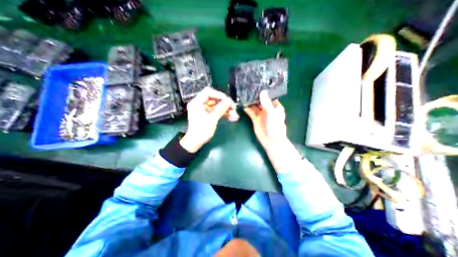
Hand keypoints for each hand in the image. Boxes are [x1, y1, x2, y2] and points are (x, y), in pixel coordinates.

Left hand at [179, 87, 237, 152]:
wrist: (196, 142)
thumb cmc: (202, 131)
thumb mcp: (212, 119)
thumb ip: (221, 108)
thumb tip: (230, 100)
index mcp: (197, 102)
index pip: (208, 92)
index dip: (219, 95)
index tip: (228, 101)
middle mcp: (200, 104)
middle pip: (214, 99)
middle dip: (225, 104)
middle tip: (234, 109)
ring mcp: (204, 109)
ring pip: (217, 106)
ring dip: (226, 110)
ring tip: (235, 116)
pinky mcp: (207, 114)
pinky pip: (217, 111)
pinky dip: (224, 114)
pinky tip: (231, 117)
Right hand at [243, 91, 284, 150]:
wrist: (271, 141)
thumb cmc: (275, 127)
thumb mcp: (272, 113)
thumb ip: (266, 103)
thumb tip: (262, 92)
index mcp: (275, 106)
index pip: (269, 96)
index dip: (264, 91)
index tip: (257, 84)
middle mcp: (267, 109)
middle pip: (260, 100)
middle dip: (255, 95)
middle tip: (247, 87)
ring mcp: (260, 114)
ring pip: (254, 106)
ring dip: (250, 101)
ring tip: (243, 94)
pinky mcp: (255, 118)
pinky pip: (250, 112)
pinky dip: (247, 108)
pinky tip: (242, 104)